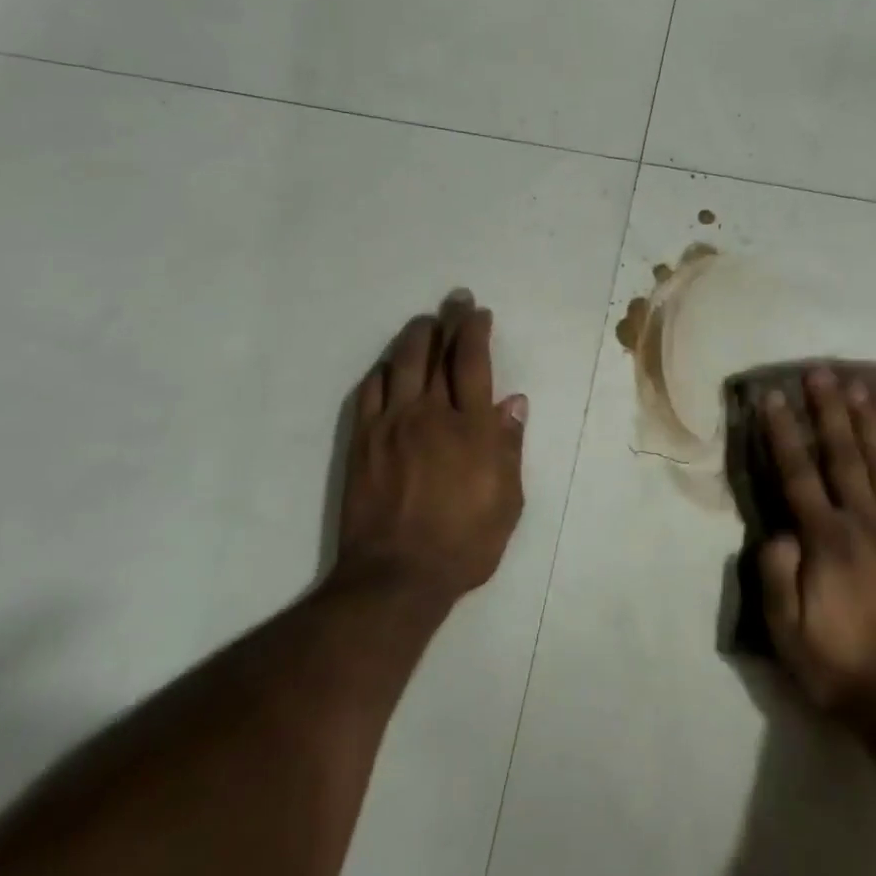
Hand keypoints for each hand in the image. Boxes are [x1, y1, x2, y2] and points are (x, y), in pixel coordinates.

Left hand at [332, 290, 527, 605]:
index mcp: (471, 427)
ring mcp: (391, 425)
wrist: (397, 575)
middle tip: (454, 300)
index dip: (476, 332)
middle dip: (448, 322)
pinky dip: (382, 371)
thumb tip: (513, 402)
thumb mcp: (507, 501)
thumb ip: (509, 446)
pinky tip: (388, 366)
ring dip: (414, 337)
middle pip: (437, 354)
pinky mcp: (362, 441)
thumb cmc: (465, 542)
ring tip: (423, 323)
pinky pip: (369, 392)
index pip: (473, 362)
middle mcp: (429, 414)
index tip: (479, 313)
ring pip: (400, 364)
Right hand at [758, 367, 875, 720]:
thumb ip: (777, 576)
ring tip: (865, 386)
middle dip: (829, 410)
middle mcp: (865, 522)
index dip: (784, 433)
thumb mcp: (787, 632)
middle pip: (844, 455)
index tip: (773, 397)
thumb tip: (778, 530)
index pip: (798, 473)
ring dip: (874, 423)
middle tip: (821, 372)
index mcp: (825, 539)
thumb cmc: (843, 667)